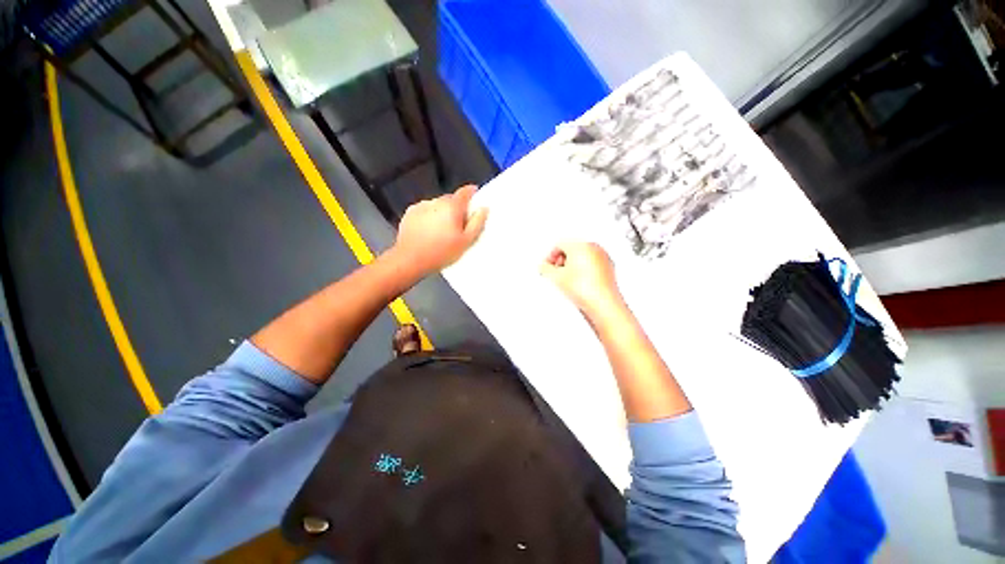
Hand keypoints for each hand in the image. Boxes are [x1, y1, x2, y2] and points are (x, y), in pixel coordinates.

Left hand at [393, 185, 487, 274]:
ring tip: (442, 231)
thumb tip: (483, 209)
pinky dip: (429, 217)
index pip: (465, 192)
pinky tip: (429, 231)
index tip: (475, 197)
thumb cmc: (441, 252)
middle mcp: (436, 201)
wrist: (411, 259)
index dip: (472, 192)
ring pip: (437, 205)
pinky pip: (425, 210)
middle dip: (456, 208)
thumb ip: (477, 223)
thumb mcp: (466, 241)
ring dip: (442, 212)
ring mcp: (421, 206)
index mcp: (452, 206)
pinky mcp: (410, 213)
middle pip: (450, 199)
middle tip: (459, 225)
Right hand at [540, 242, 624, 317]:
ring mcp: (603, 257)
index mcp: (581, 245)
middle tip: (555, 273)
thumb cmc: (584, 289)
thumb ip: (545, 268)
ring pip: (582, 257)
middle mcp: (594, 248)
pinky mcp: (609, 268)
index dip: (550, 256)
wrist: (603, 304)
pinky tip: (579, 284)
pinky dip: (584, 270)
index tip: (547, 266)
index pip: (560, 245)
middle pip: (572, 249)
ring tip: (567, 280)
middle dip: (561, 261)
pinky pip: (592, 264)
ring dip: (572, 266)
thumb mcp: (556, 278)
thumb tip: (544, 267)